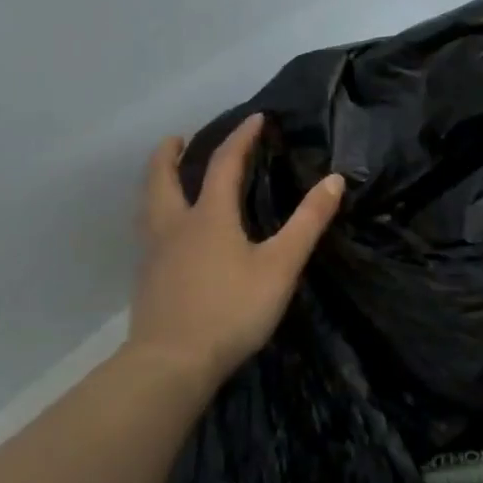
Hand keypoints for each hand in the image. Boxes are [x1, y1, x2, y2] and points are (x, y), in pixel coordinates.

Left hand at [127, 114, 344, 390]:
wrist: (172, 364)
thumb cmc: (232, 309)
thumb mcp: (280, 265)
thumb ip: (308, 222)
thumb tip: (335, 180)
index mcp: (209, 216)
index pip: (223, 164)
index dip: (241, 138)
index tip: (255, 118)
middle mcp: (176, 226)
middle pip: (163, 178)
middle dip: (170, 154)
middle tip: (178, 139)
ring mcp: (155, 254)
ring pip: (149, 205)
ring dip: (156, 182)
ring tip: (165, 177)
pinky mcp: (147, 280)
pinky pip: (149, 231)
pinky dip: (156, 214)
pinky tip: (168, 233)